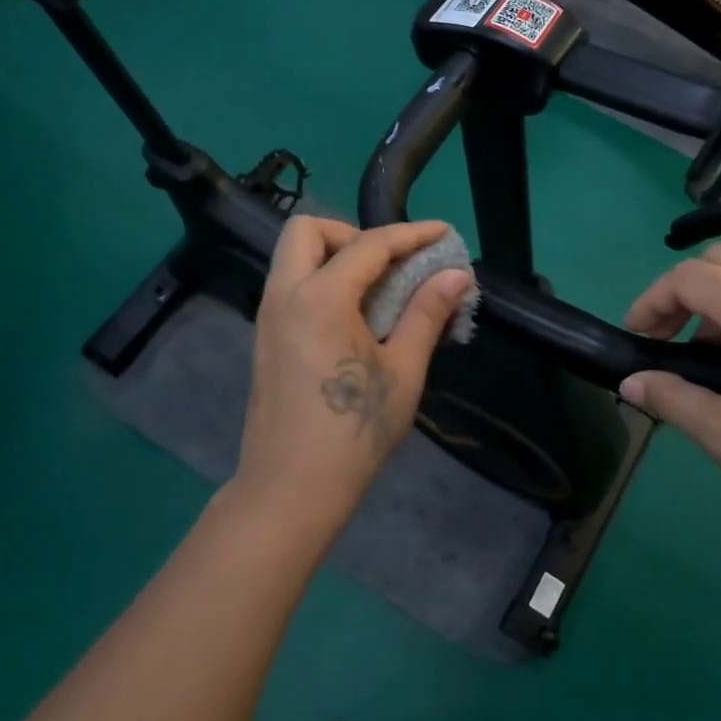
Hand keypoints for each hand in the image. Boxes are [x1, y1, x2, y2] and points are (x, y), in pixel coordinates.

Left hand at [232, 217, 472, 532]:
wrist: (289, 490)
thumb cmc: (353, 432)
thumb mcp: (403, 371)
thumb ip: (426, 313)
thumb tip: (455, 274)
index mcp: (321, 297)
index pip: (370, 244)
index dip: (412, 234)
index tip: (444, 233)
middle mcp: (285, 294)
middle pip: (309, 230)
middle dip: (353, 233)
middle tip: (390, 265)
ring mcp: (268, 316)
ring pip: (295, 257)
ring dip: (336, 256)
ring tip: (379, 290)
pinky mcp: (265, 338)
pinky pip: (292, 285)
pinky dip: (323, 281)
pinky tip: (355, 317)